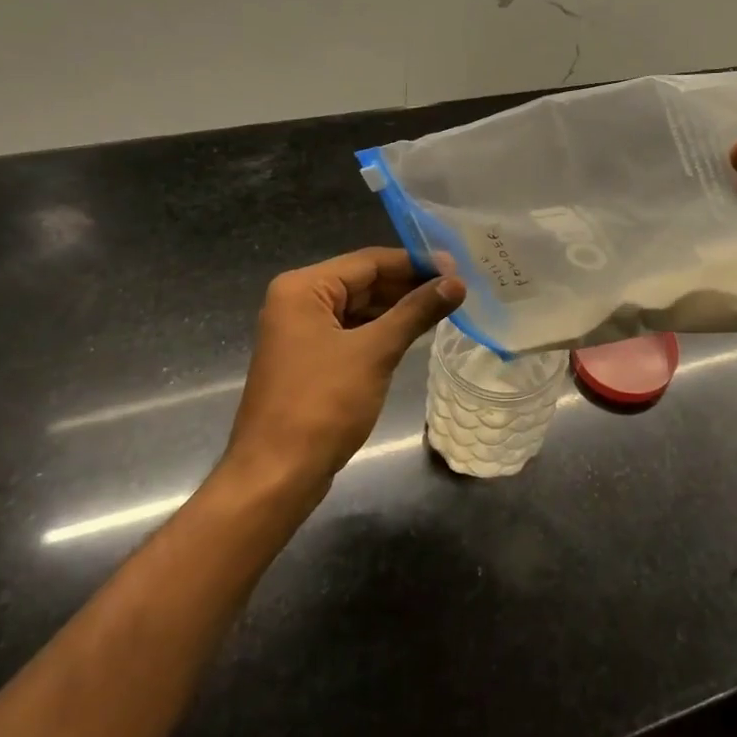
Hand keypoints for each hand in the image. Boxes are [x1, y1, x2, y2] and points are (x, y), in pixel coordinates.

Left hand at [222, 248, 464, 486]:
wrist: (277, 474)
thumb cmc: (322, 404)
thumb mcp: (375, 352)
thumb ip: (416, 312)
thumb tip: (457, 283)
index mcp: (302, 289)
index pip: (369, 262)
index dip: (415, 262)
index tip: (459, 266)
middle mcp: (298, 302)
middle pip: (364, 282)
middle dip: (409, 285)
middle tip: (459, 288)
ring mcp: (302, 333)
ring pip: (360, 308)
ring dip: (400, 308)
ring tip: (447, 306)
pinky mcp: (311, 360)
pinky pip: (353, 333)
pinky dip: (383, 331)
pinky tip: (416, 333)